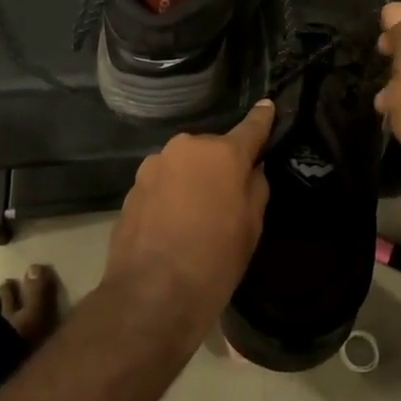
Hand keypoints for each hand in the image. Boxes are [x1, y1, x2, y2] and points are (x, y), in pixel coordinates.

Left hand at [100, 101, 273, 336]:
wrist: (152, 293)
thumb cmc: (214, 259)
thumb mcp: (251, 226)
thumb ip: (255, 187)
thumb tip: (251, 170)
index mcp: (221, 153)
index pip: (250, 128)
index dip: (262, 119)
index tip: (268, 106)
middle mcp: (185, 149)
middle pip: (211, 150)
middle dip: (220, 165)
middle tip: (227, 196)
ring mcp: (153, 166)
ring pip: (183, 166)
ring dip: (192, 181)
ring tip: (196, 216)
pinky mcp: (132, 188)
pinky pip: (162, 184)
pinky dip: (171, 196)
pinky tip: (173, 225)